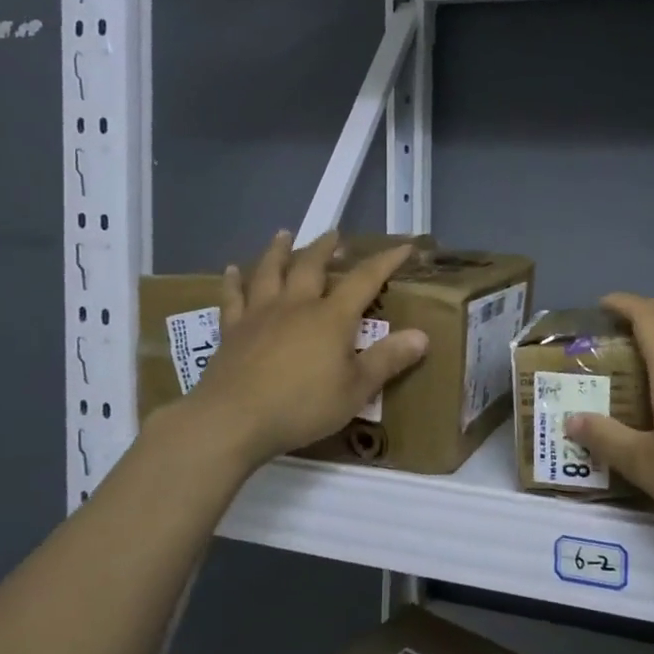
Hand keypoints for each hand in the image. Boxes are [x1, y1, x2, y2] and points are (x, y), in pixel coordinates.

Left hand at [188, 230, 427, 469]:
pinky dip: (233, 281)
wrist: (233, 419)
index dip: (385, 261)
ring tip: (283, 235)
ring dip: (278, 251)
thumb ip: (388, 360)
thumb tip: (422, 335)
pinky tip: (231, 270)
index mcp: (331, 317)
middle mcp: (296, 305)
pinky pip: (233, 298)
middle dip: (325, 248)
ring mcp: (260, 315)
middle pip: (311, 266)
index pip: (364, 280)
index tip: (402, 246)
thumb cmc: (302, 406)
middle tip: (333, 234)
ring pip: (270, 272)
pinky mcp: (232, 330)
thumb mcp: (356, 389)